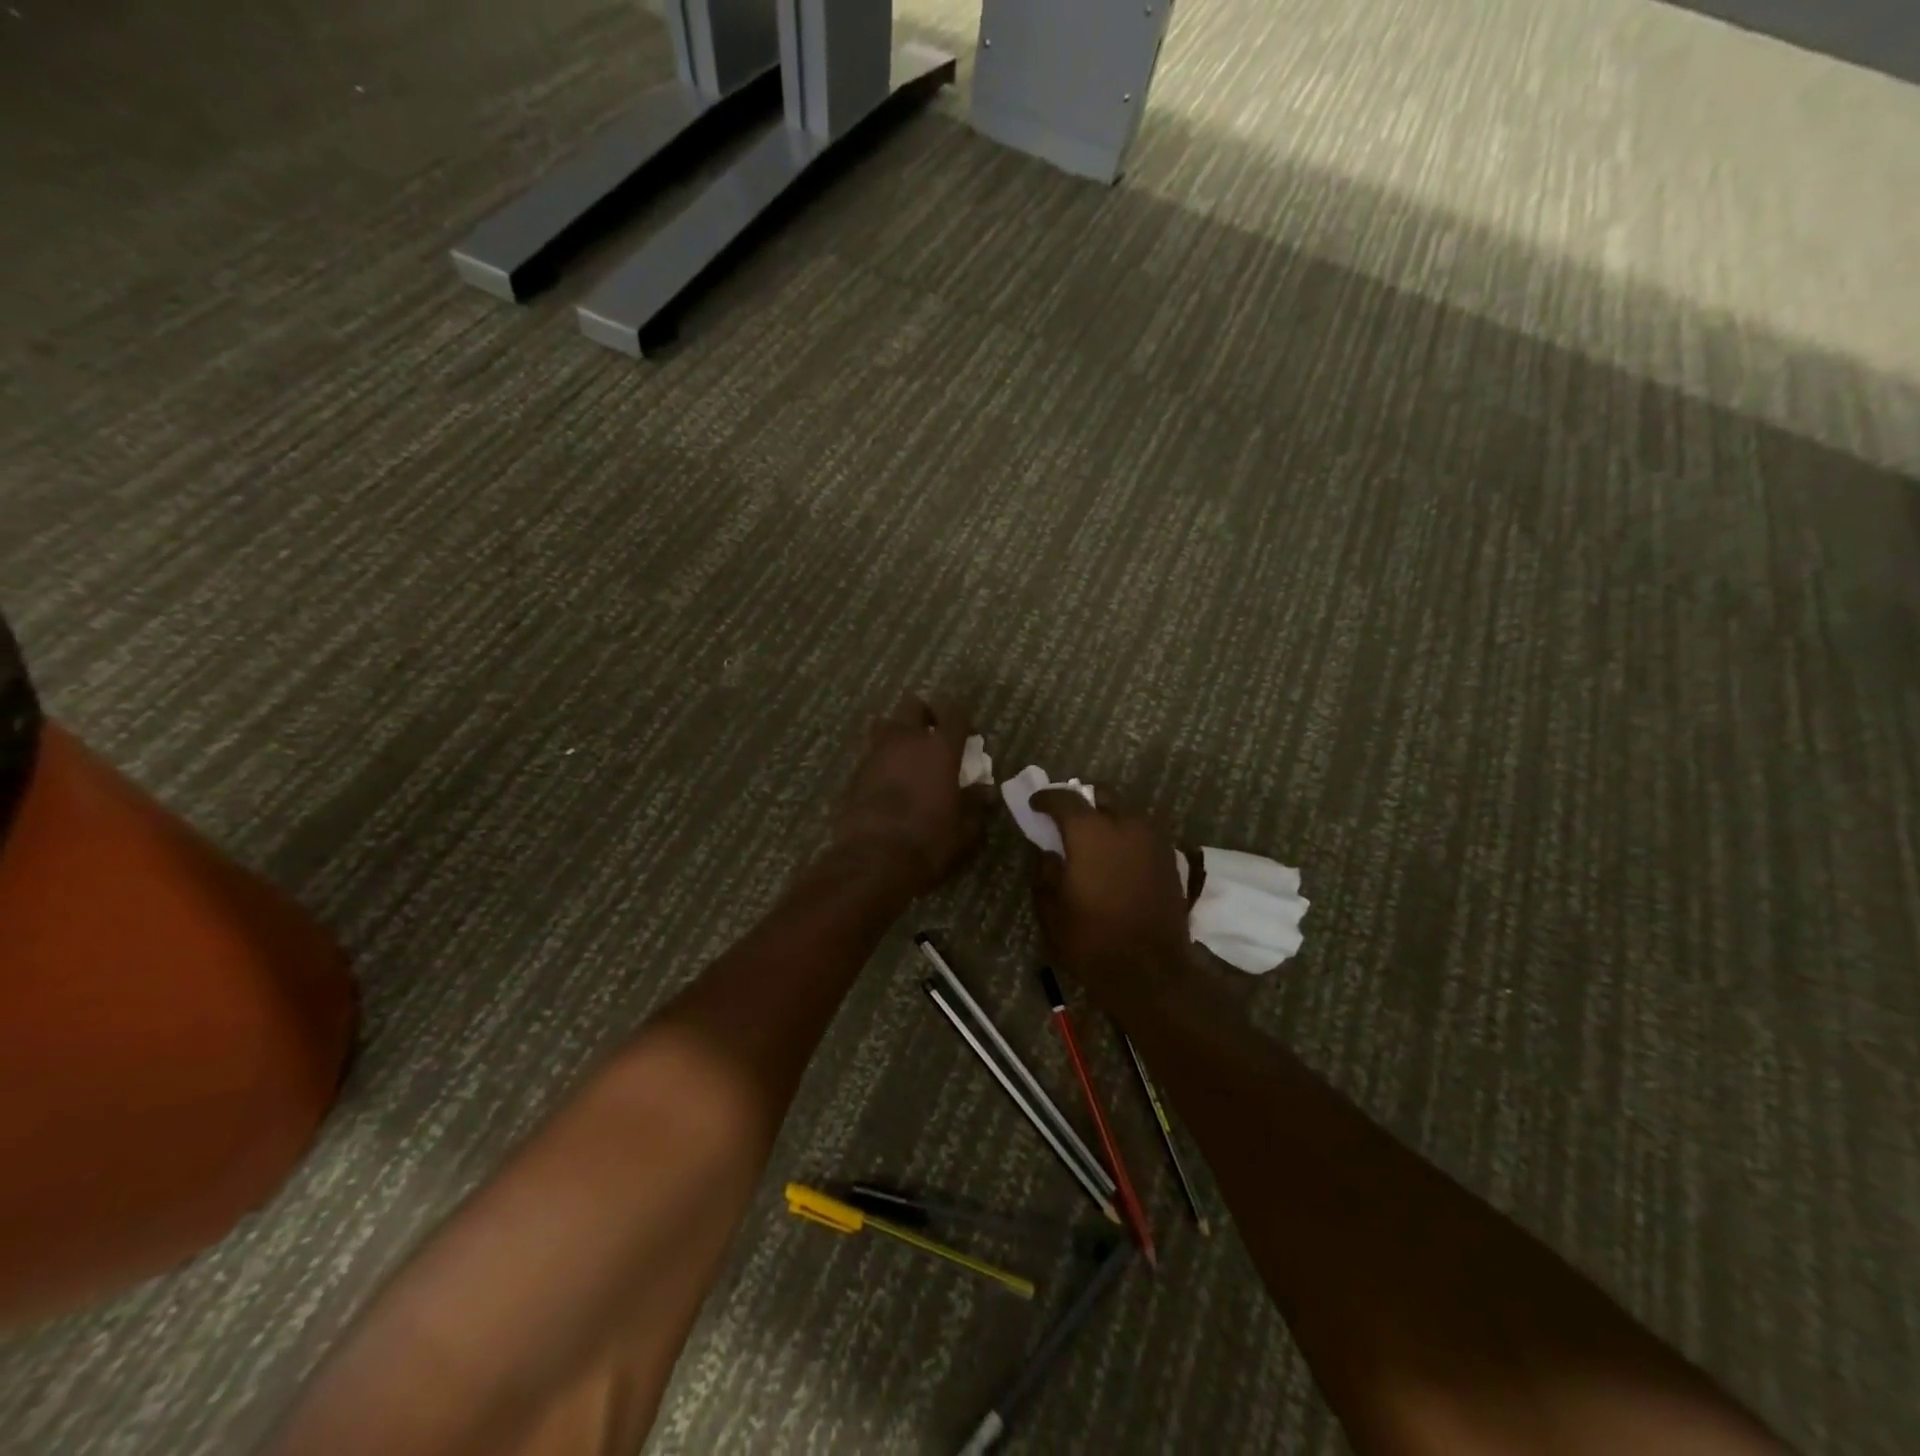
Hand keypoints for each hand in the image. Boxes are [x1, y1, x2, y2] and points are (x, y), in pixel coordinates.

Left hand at [833, 697, 989, 895]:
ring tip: (908, 755)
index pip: (955, 713)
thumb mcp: (965, 829)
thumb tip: (984, 791)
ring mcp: (876, 753)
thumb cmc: (928, 841)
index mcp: (940, 748)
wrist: (872, 860)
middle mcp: (906, 741)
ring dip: (899, 733)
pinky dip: (882, 759)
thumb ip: (975, 805)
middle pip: (913, 706)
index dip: (962, 719)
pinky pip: (872, 753)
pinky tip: (889, 781)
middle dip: (925, 715)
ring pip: (886, 724)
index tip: (967, 733)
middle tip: (934, 735)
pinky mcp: (855, 772)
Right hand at [1030, 788, 1191, 1012]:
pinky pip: (1143, 833)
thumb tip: (1050, 854)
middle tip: (1068, 817)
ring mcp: (1153, 840)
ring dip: (1108, 816)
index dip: (1046, 798)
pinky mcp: (1170, 858)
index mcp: (1090, 832)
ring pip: (1128, 811)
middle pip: (1103, 794)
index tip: (1036, 804)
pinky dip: (1127, 835)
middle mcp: (1125, 825)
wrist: (1149, 971)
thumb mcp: (1051, 909)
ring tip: (1094, 837)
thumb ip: (1045, 872)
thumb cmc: (1091, 939)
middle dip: (1084, 799)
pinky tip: (1117, 855)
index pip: (1065, 799)